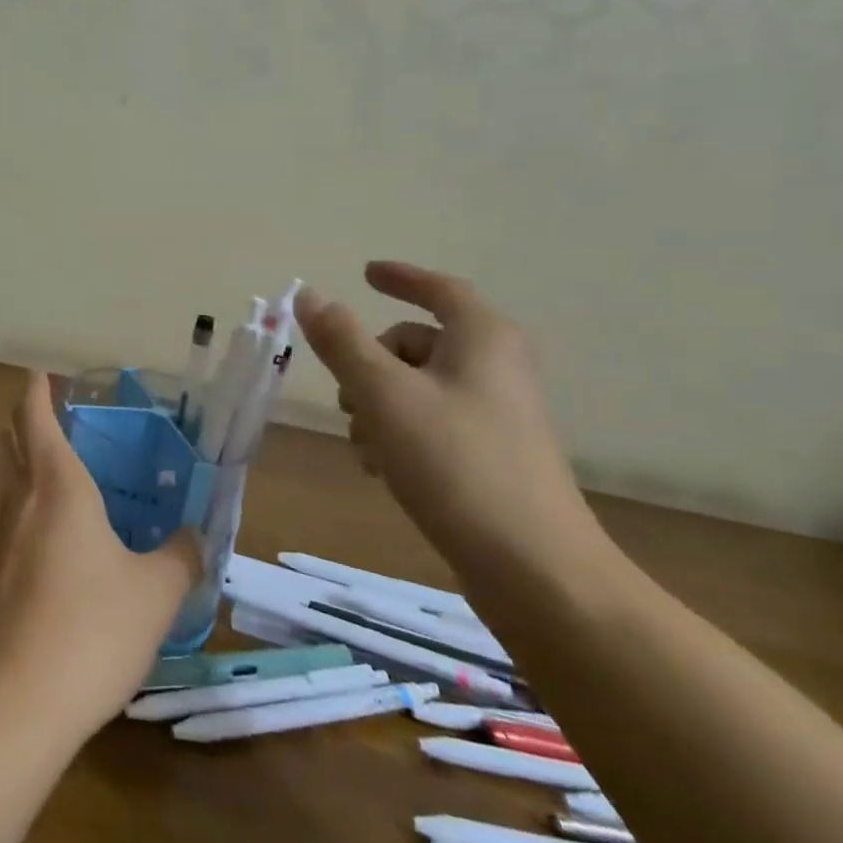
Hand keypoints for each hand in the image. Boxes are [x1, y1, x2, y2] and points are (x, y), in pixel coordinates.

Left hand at [0, 373, 201, 737]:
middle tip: (38, 443)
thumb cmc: (92, 630)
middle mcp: (12, 499)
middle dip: (10, 431)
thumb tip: (196, 538)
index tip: (38, 377)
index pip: (33, 415)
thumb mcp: (157, 595)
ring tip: (26, 497)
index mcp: (56, 484)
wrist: (11, 703)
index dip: (35, 391)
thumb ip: (181, 558)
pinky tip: (12, 559)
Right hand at [295, 262, 605, 575]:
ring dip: (378, 404)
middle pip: (418, 342)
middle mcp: (496, 366)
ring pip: (418, 386)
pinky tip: (381, 468)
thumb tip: (309, 293)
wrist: (534, 569)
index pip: (439, 289)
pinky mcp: (493, 454)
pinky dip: (400, 431)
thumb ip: (341, 340)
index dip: (400, 277)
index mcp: (481, 338)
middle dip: (370, 362)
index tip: (365, 273)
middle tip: (344, 394)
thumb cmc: (454, 463)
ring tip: (362, 445)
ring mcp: (497, 413)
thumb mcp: (383, 393)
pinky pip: (433, 421)